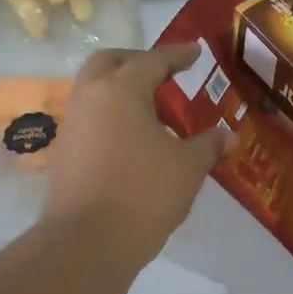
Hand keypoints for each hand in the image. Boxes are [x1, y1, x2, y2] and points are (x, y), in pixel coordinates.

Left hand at [43, 44, 230, 268]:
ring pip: (95, 91)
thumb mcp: (188, 167)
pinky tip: (133, 140)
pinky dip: (112, 117)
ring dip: (121, 90)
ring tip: (153, 111)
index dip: (177, 55)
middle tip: (164, 73)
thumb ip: (208, 145)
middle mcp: (90, 99)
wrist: (88, 242)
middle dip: (137, 61)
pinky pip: (90, 120)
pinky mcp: (64, 154)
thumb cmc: (144, 193)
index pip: (152, 60)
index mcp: (121, 90)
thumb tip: (228, 135)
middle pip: (110, 63)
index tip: (194, 51)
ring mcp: (72, 126)